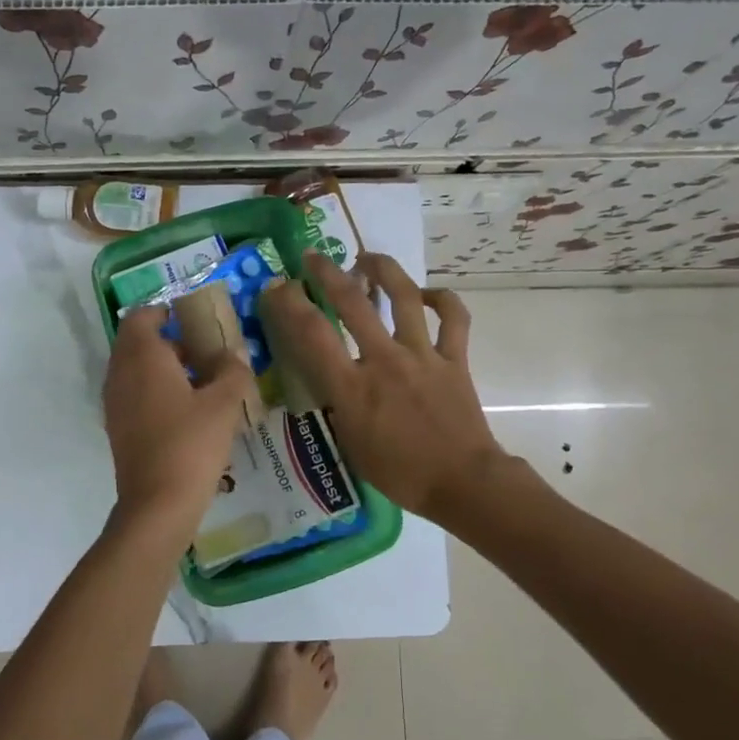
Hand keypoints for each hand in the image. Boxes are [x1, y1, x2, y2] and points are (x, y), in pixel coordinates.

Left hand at [102, 306, 257, 540]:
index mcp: (142, 357)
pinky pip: (135, 395)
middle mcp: (121, 374)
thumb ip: (233, 371)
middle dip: (170, 340)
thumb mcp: (224, 404)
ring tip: (203, 380)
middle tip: (205, 349)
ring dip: (164, 367)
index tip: (193, 316)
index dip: (165, 310)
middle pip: (138, 342)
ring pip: (136, 370)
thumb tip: (234, 355)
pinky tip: (188, 411)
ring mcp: (115, 403)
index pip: (142, 316)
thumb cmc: (191, 444)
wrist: (157, 504)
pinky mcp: (118, 428)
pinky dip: (157, 391)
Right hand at [258, 252, 550, 527]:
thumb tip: (331, 379)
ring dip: (384, 270)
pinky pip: (453, 318)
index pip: (312, 335)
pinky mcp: (455, 359)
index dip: (289, 305)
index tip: (277, 287)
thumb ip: (338, 405)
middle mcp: (384, 360)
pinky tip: (428, 295)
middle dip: (327, 273)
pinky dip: (442, 300)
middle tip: (314, 257)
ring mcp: (423, 355)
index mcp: (353, 387)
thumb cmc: (400, 473)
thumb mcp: (350, 443)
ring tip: (368, 258)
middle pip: (352, 302)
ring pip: (404, 297)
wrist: (462, 482)